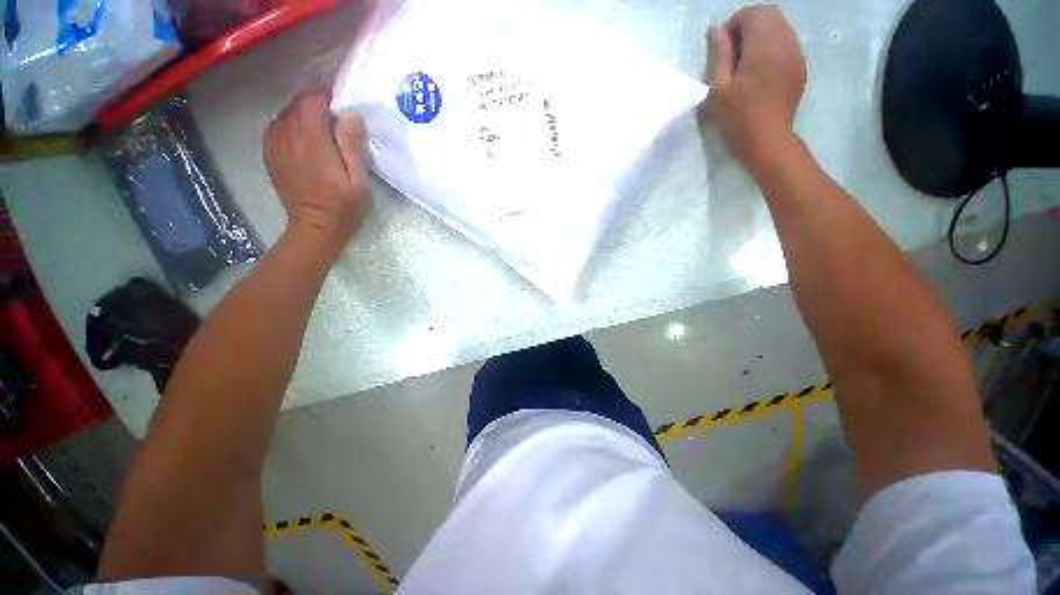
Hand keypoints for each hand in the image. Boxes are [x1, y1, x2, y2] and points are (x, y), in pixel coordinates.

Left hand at [263, 89, 370, 250]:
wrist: (315, 227)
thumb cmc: (344, 206)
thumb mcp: (359, 180)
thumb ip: (352, 145)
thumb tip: (350, 114)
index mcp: (311, 140)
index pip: (312, 99)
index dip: (328, 97)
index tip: (343, 108)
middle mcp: (287, 135)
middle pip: (297, 103)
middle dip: (316, 104)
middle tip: (336, 121)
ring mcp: (274, 144)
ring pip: (286, 113)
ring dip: (304, 115)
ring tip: (322, 132)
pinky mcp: (269, 153)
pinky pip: (278, 127)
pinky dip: (292, 126)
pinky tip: (305, 141)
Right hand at [705, 5, 806, 168]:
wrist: (767, 140)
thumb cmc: (737, 117)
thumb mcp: (717, 88)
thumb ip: (718, 55)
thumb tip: (716, 30)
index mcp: (764, 46)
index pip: (752, 13)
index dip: (734, 24)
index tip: (722, 48)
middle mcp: (785, 42)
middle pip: (769, 15)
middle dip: (748, 26)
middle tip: (732, 54)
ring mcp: (796, 54)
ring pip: (780, 27)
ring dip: (761, 37)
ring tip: (745, 64)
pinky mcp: (800, 67)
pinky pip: (787, 43)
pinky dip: (772, 47)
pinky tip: (760, 72)